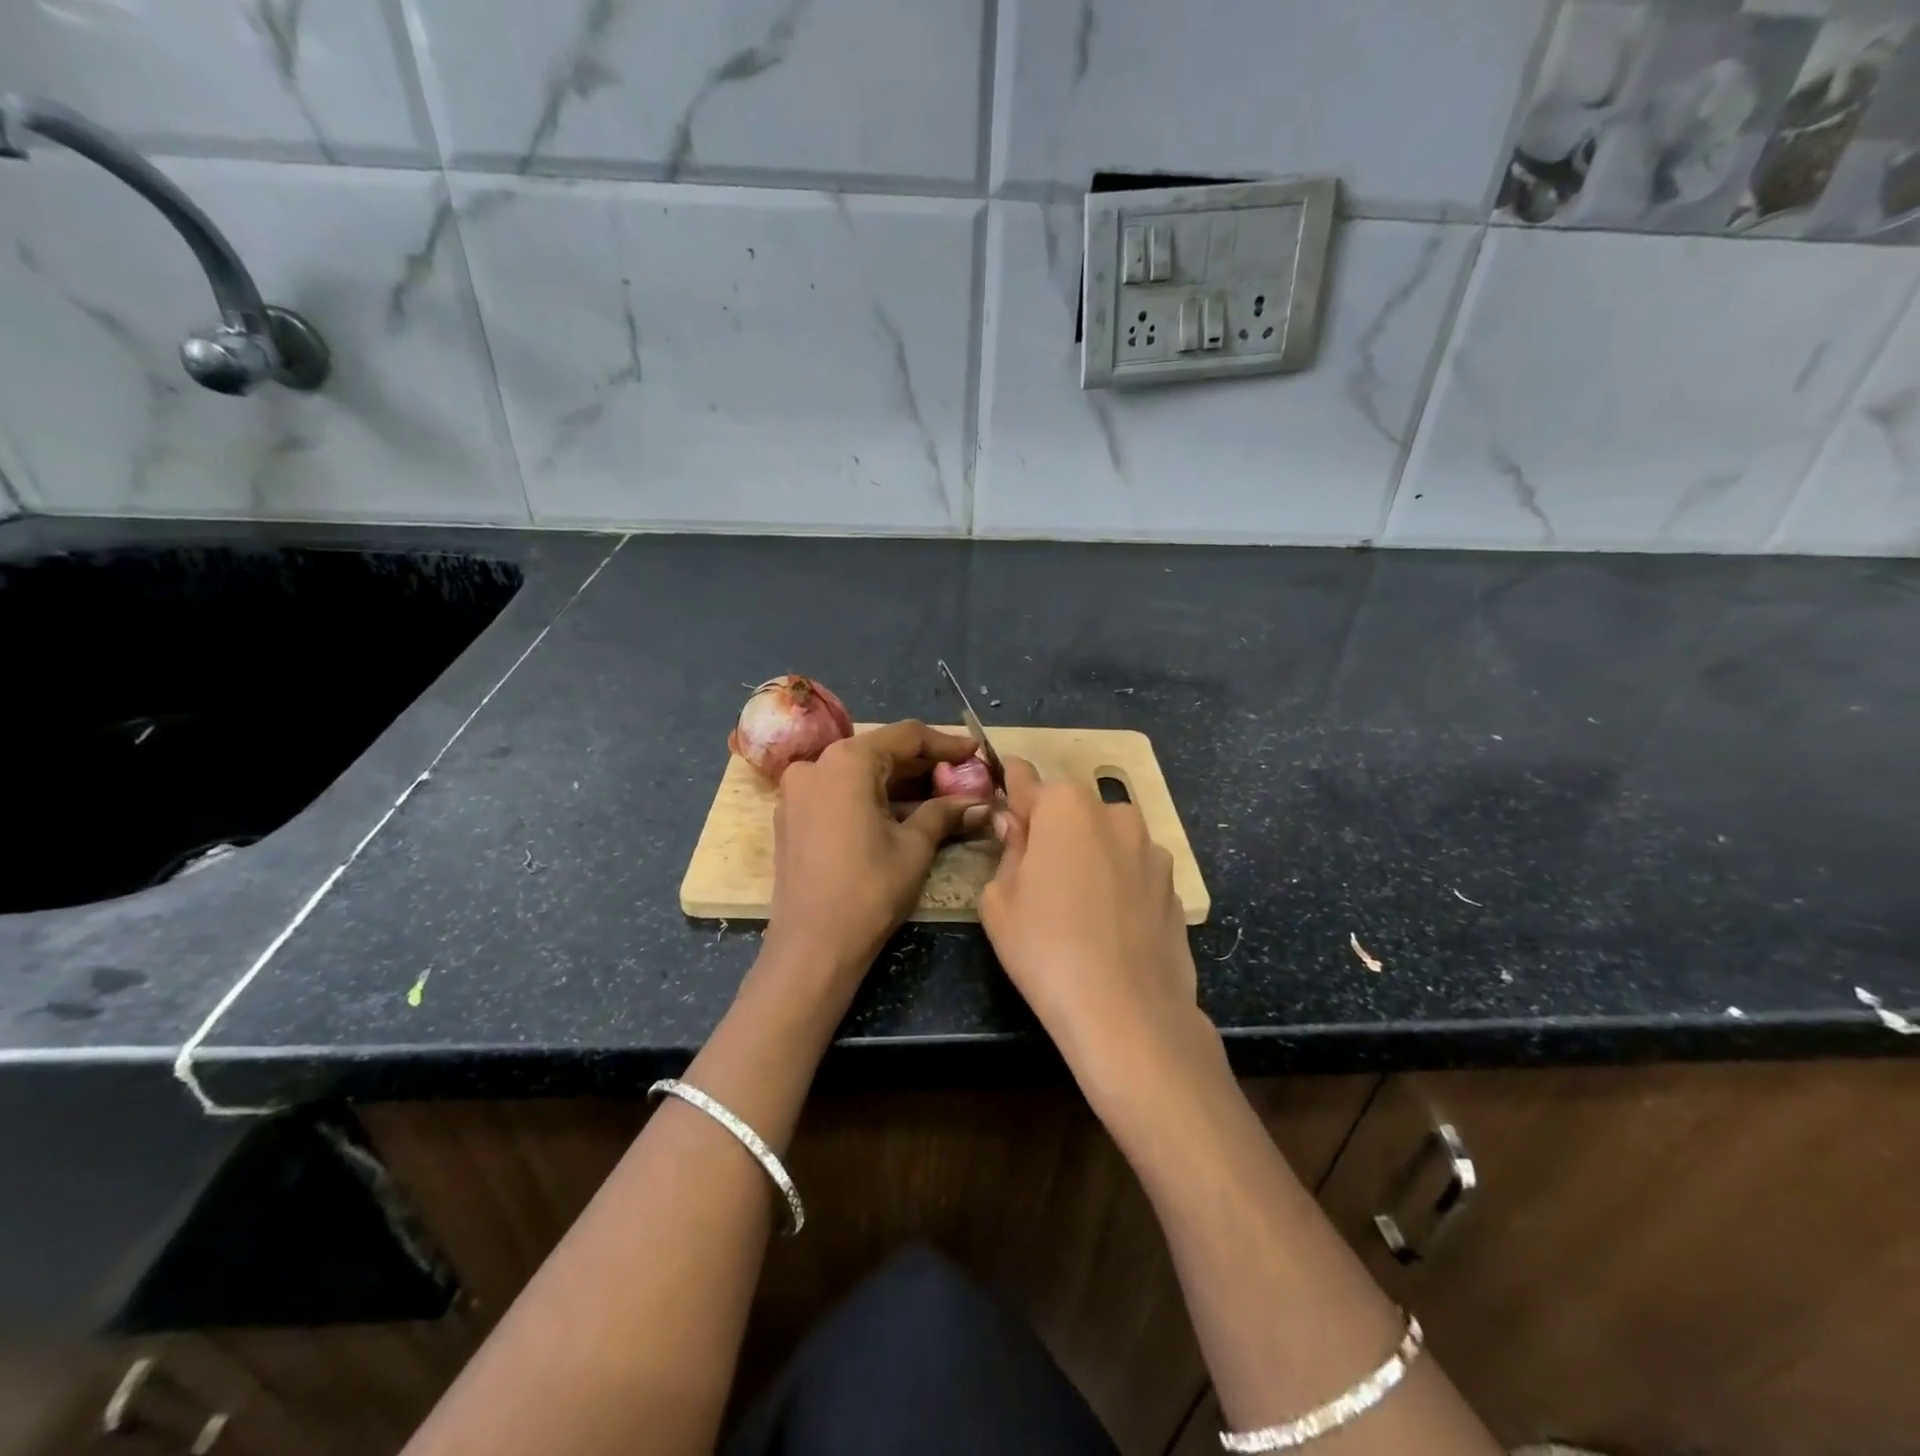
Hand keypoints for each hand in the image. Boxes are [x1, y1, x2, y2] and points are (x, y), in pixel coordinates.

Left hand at [766, 720, 987, 990]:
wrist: (812, 947)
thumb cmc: (869, 890)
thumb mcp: (915, 847)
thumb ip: (945, 812)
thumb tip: (980, 802)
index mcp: (846, 761)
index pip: (906, 737)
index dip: (945, 744)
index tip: (976, 752)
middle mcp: (816, 764)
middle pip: (880, 751)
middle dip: (923, 765)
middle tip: (963, 776)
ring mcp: (798, 790)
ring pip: (859, 773)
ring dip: (899, 782)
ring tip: (941, 794)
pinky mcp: (792, 816)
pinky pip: (839, 792)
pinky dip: (871, 796)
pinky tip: (902, 811)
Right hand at [979, 758, 1214, 1102]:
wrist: (1128, 1012)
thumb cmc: (1045, 948)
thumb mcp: (999, 900)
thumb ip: (1008, 851)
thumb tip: (1016, 827)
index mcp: (1065, 807)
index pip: (1026, 780)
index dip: (1009, 785)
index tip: (1002, 784)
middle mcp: (1114, 813)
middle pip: (1070, 809)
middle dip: (1051, 827)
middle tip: (1033, 868)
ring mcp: (1151, 849)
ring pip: (1106, 838)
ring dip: (1088, 853)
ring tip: (1076, 903)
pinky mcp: (1174, 885)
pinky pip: (1132, 870)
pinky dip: (1117, 882)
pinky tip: (1108, 924)